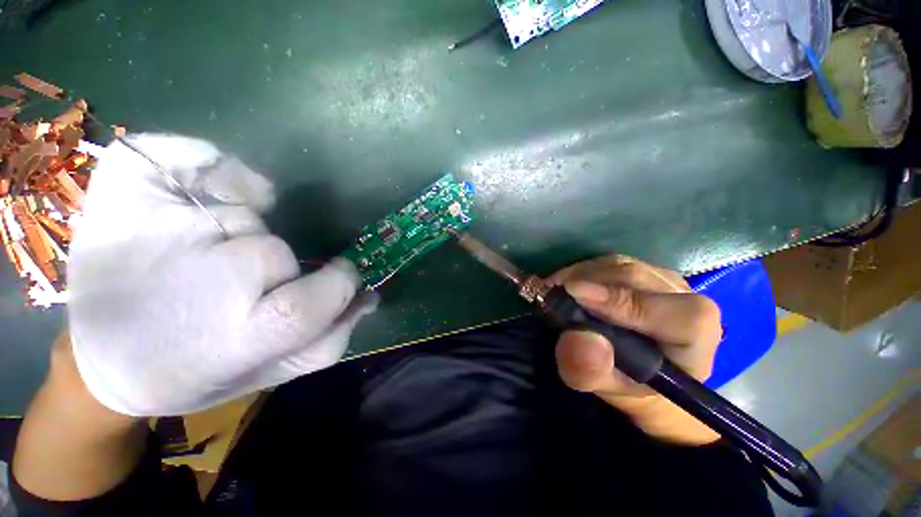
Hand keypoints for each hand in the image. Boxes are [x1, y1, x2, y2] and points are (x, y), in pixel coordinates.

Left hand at [68, 134, 374, 416]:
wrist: (102, 357)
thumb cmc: (194, 372)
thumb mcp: (271, 373)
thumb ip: (329, 338)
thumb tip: (368, 296)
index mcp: (236, 337)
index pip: (321, 296)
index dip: (337, 283)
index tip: (333, 276)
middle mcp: (201, 283)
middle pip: (274, 252)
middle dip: (275, 266)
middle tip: (237, 287)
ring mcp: (156, 228)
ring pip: (243, 213)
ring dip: (239, 231)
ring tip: (199, 257)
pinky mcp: (126, 190)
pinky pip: (191, 155)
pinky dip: (209, 161)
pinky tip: (204, 192)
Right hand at [550, 255, 721, 444]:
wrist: (642, 367)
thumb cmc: (632, 382)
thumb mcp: (609, 388)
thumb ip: (593, 371)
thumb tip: (577, 339)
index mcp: (697, 335)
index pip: (675, 313)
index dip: (623, 302)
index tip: (575, 296)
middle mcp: (685, 296)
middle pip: (635, 278)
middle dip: (586, 284)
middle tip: (550, 296)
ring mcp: (661, 277)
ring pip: (616, 265)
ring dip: (578, 276)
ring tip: (555, 293)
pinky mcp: (639, 267)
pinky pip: (606, 262)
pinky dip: (579, 271)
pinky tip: (565, 287)